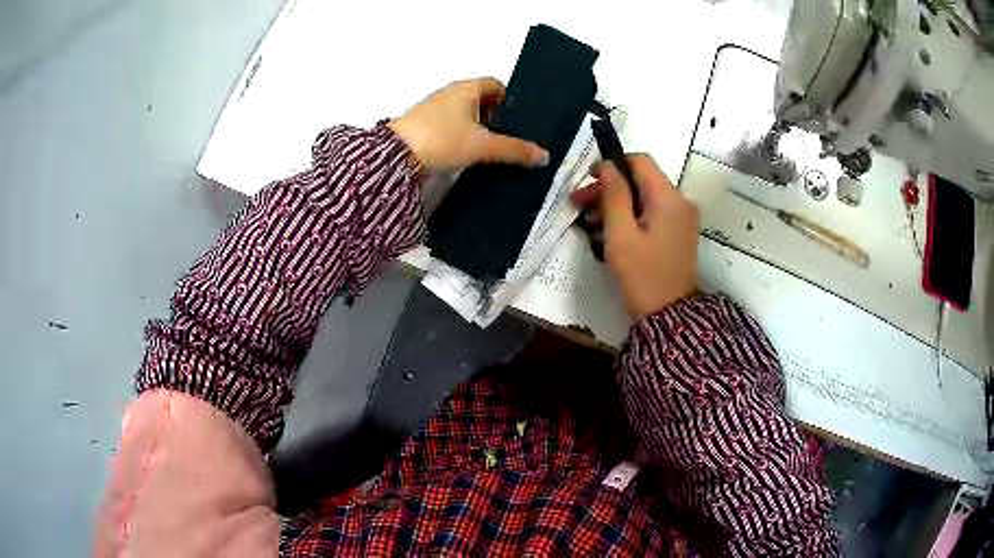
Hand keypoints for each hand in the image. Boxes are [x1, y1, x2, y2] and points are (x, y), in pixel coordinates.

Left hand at [388, 78, 549, 172]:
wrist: (395, 157)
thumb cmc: (441, 139)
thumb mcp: (483, 146)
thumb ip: (514, 150)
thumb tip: (543, 156)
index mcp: (466, 88)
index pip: (496, 84)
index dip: (509, 100)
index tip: (518, 121)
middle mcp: (449, 93)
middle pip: (481, 100)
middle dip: (495, 117)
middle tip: (507, 138)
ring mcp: (434, 109)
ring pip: (465, 113)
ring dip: (477, 128)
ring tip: (489, 150)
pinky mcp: (422, 125)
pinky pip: (450, 125)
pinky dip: (461, 136)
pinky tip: (465, 155)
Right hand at [571, 155, 699, 318]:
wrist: (669, 315)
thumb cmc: (642, 274)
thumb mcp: (620, 234)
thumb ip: (614, 194)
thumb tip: (608, 165)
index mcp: (668, 198)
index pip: (640, 160)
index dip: (612, 164)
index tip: (588, 180)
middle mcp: (680, 201)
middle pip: (641, 180)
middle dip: (609, 188)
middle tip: (578, 204)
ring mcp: (682, 218)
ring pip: (645, 197)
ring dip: (616, 204)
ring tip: (588, 222)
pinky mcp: (678, 233)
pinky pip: (652, 213)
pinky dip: (630, 217)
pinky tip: (608, 232)